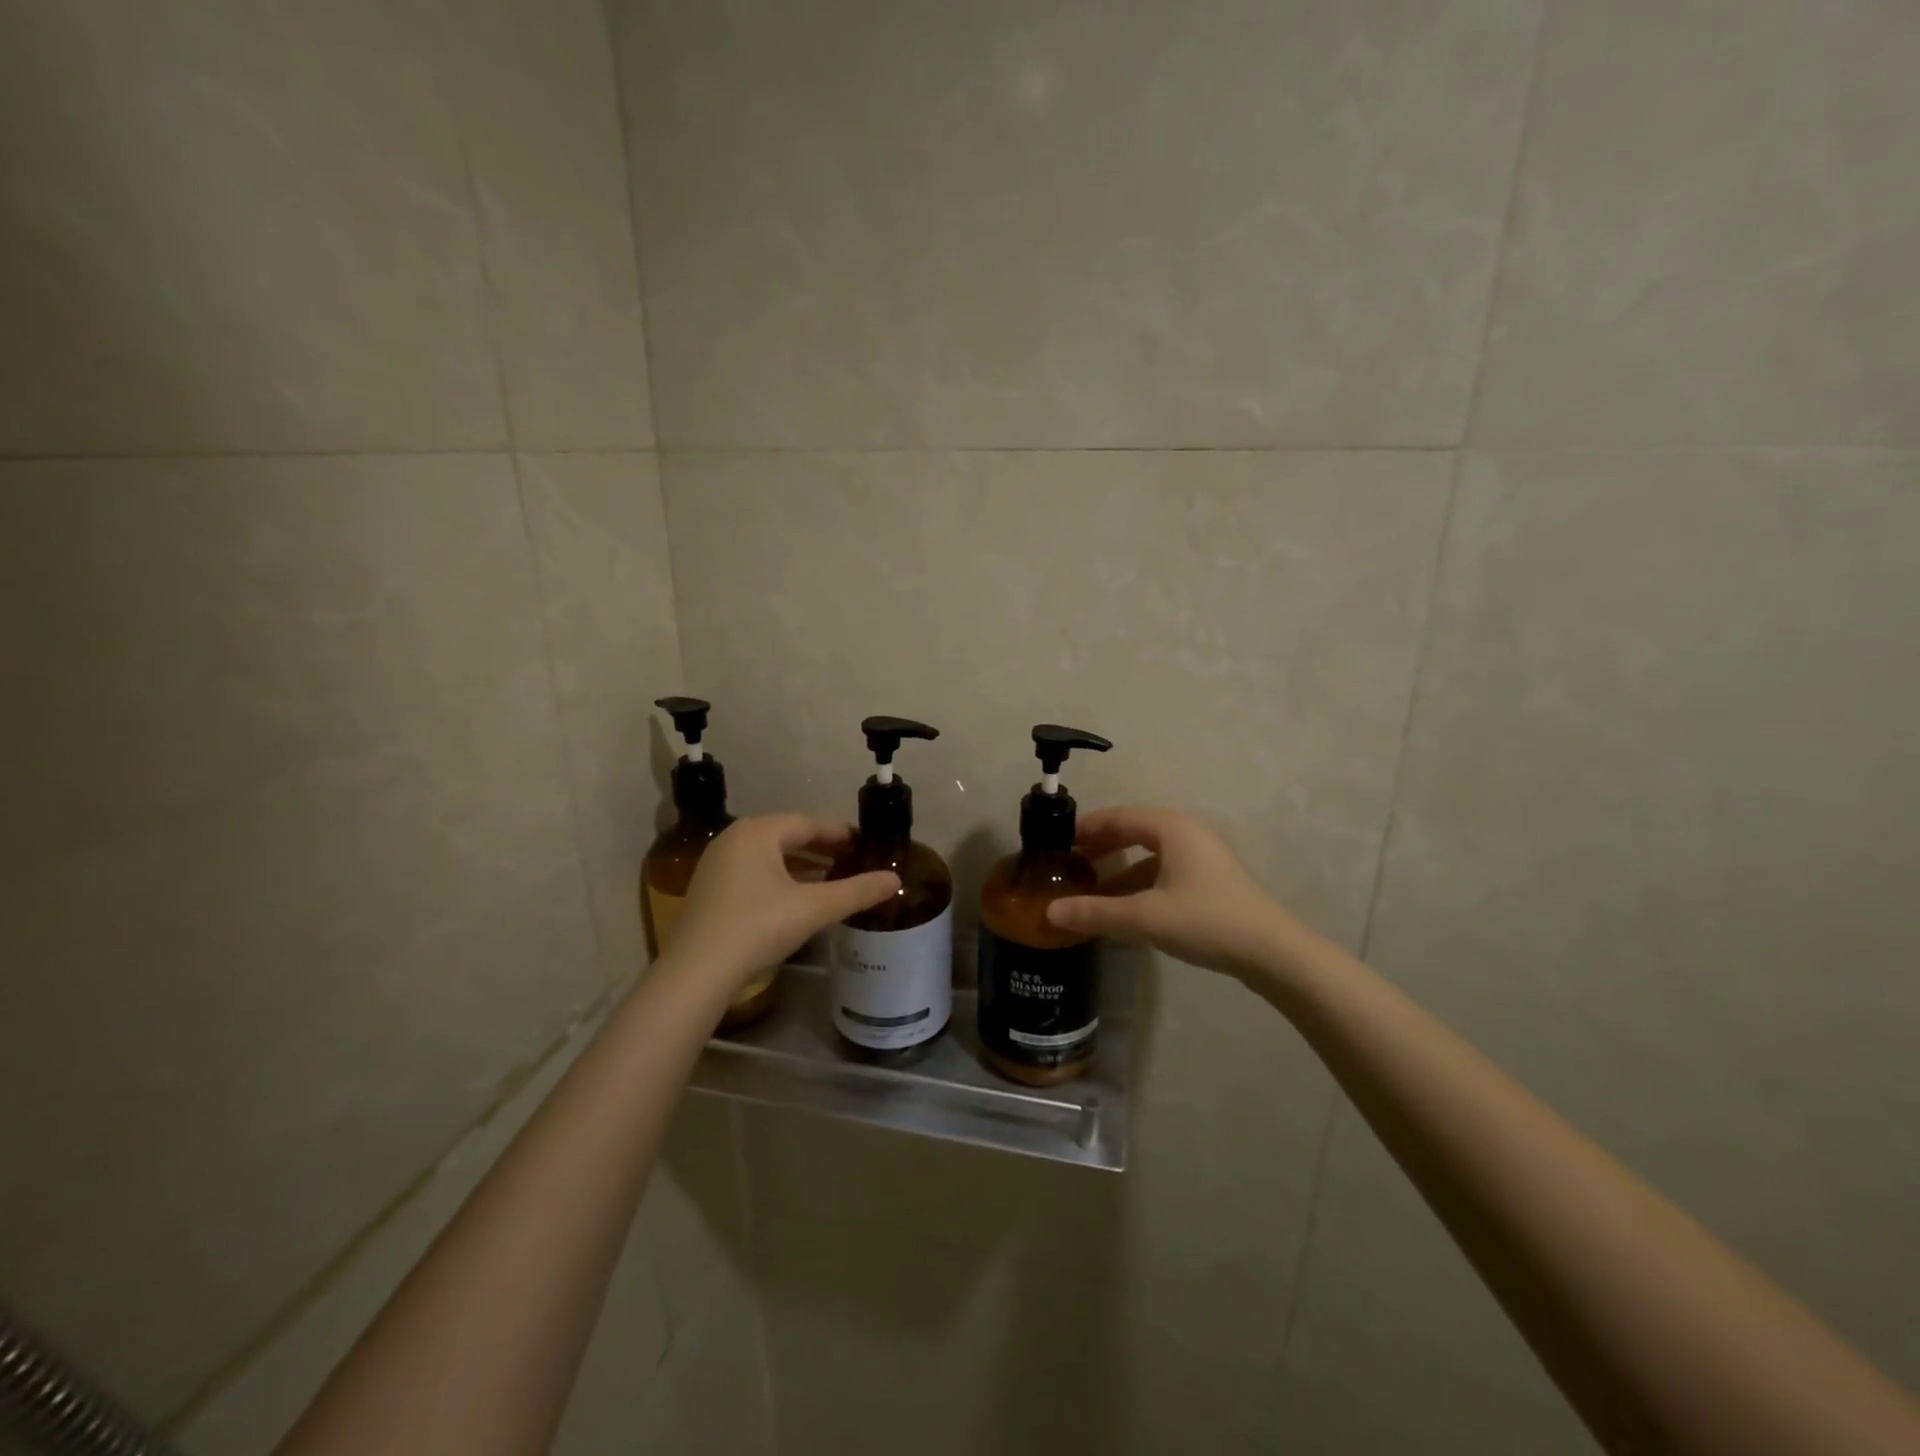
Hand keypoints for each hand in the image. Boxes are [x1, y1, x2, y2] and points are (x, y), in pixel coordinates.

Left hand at [662, 815, 898, 995]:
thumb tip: (895, 879)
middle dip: (820, 849)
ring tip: (829, 879)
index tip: (862, 842)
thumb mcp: (814, 908)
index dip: (838, 833)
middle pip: (786, 836)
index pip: (807, 823)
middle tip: (850, 860)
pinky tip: (795, 899)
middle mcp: (734, 839)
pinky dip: (778, 879)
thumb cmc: (758, 927)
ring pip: (769, 856)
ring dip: (800, 866)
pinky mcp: (708, 890)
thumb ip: (856, 892)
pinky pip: (753, 872)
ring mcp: (717, 864)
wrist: (696, 972)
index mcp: (758, 832)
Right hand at [1045, 806, 1300, 979]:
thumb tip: (1050, 913)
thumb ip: (1095, 912)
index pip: (1118, 816)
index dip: (1087, 827)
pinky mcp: (1210, 881)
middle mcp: (1186, 833)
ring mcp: (1202, 857)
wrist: (1272, 952)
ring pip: (1150, 854)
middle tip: (1070, 863)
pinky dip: (1140, 883)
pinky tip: (1125, 909)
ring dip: (1120, 868)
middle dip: (1101, 846)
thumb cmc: (1206, 920)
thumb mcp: (1144, 917)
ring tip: (1091, 889)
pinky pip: (1164, 871)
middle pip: (1134, 831)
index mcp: (1171, 828)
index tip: (1058, 841)